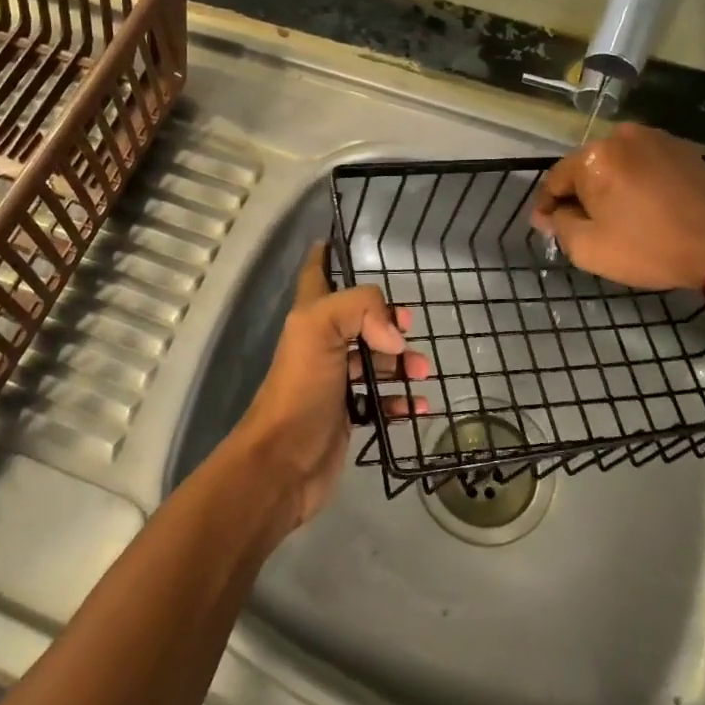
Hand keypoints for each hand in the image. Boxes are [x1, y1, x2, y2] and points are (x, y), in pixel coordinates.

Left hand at [230, 243, 430, 530]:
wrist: (282, 464)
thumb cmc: (299, 388)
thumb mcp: (320, 329)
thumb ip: (361, 309)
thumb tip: (396, 336)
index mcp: (310, 317)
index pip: (318, 273)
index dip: (328, 255)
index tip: (342, 241)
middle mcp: (321, 344)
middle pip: (358, 319)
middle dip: (386, 319)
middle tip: (410, 325)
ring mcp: (334, 381)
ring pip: (373, 360)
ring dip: (400, 361)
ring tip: (422, 371)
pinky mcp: (346, 415)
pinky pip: (380, 401)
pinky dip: (401, 400)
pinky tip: (419, 405)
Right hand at [530, 122, 704, 289]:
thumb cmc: (650, 248)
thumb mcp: (589, 249)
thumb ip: (559, 226)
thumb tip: (548, 214)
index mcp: (594, 157)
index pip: (555, 178)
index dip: (546, 205)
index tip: (546, 225)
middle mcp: (622, 136)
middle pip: (587, 167)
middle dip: (580, 193)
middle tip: (583, 224)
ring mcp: (656, 138)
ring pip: (617, 163)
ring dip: (610, 185)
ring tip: (617, 215)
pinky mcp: (683, 149)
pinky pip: (645, 163)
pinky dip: (637, 181)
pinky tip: (645, 205)